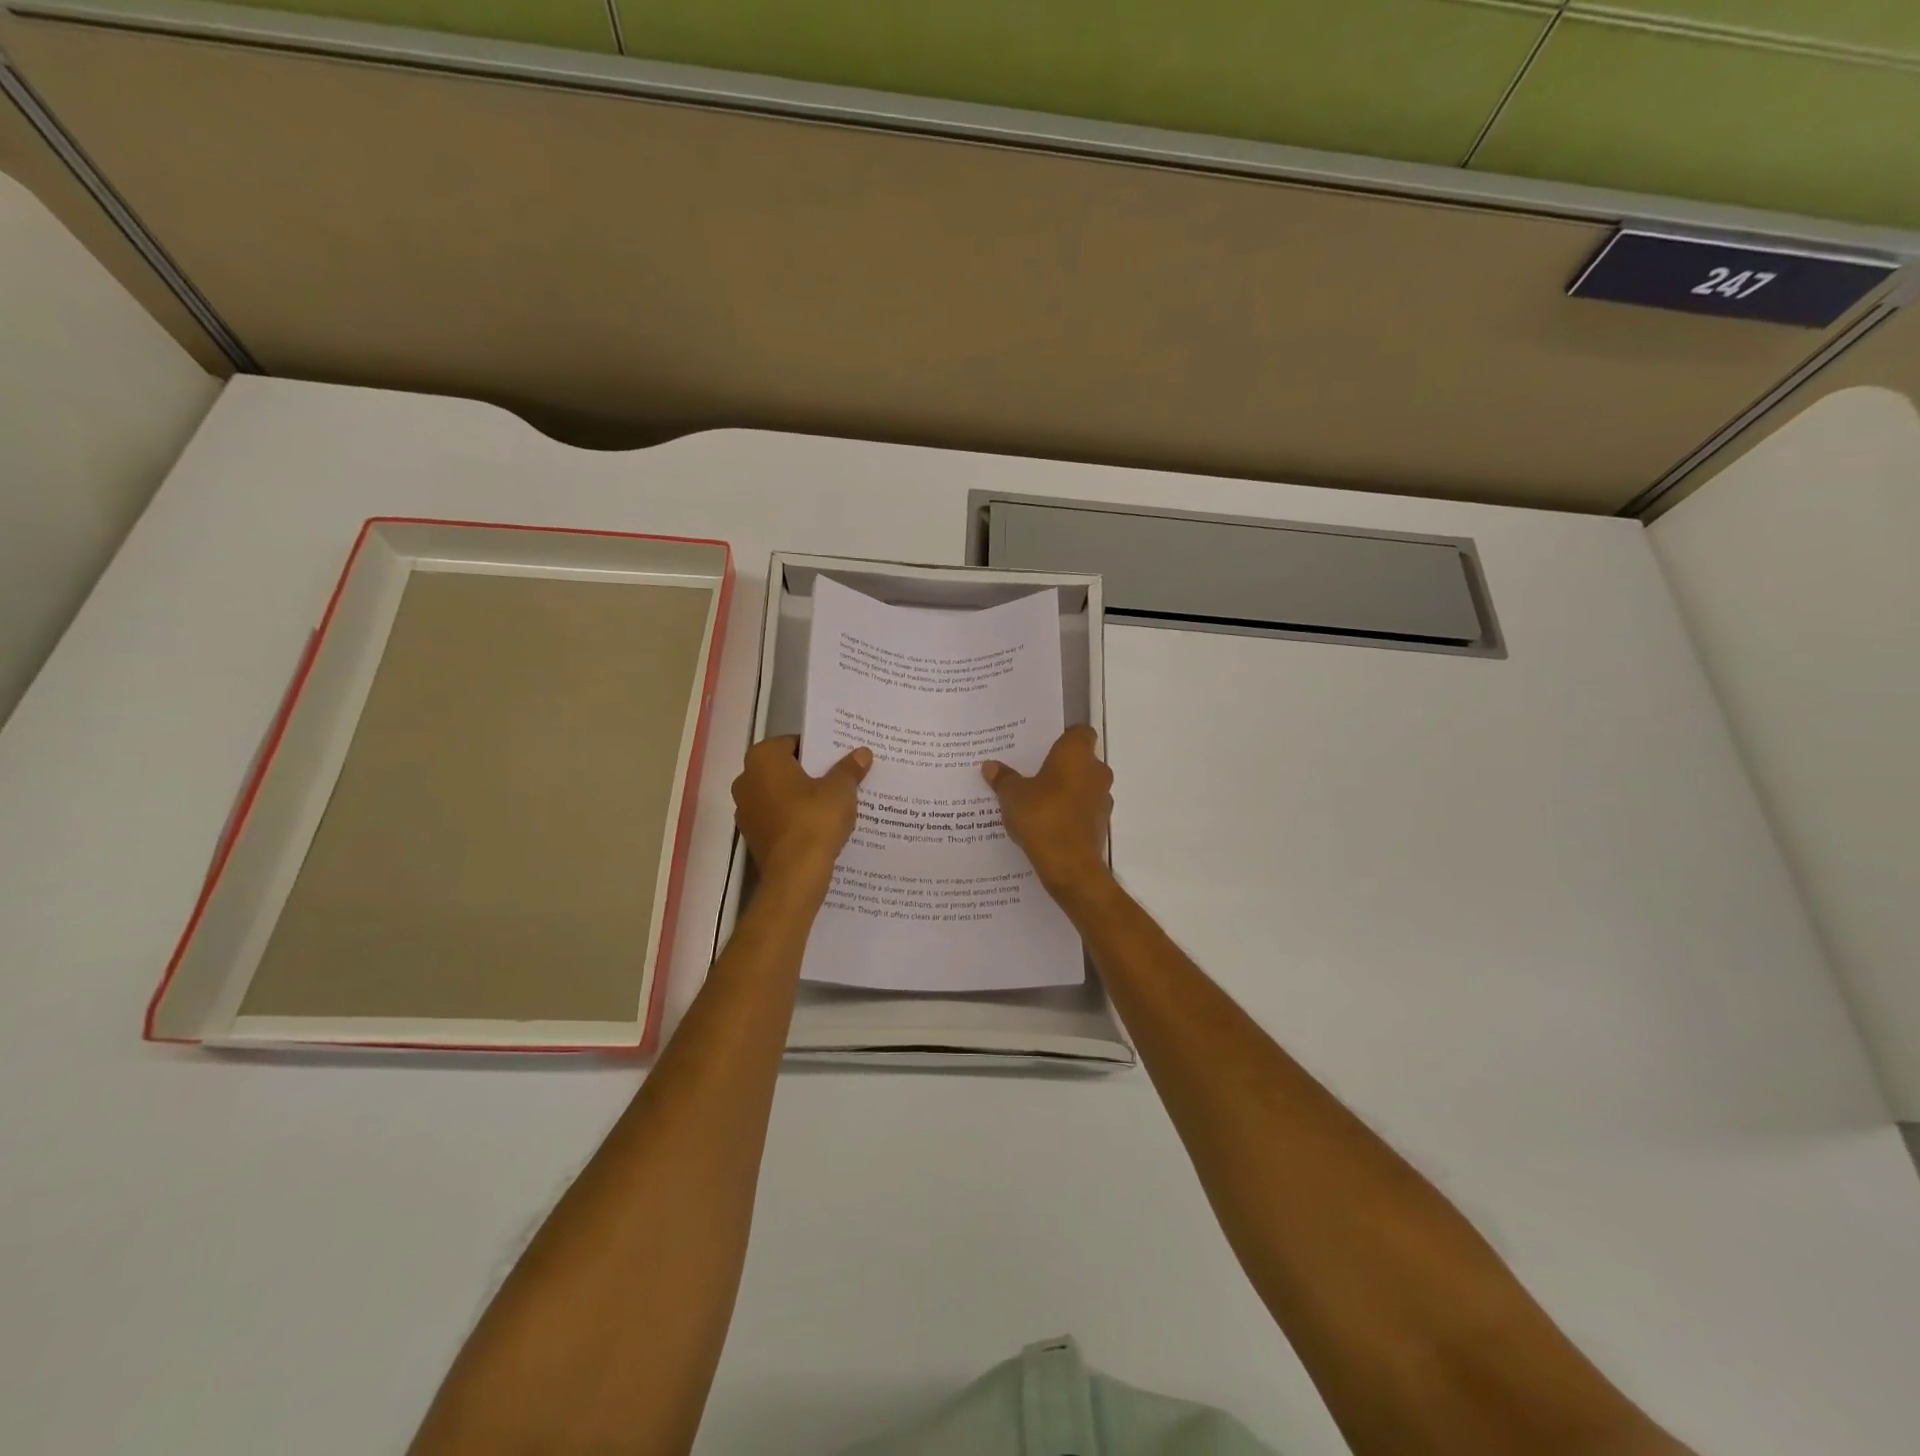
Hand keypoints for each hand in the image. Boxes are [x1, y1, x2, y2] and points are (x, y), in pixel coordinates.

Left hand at [733, 736, 871, 887]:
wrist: (795, 875)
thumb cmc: (814, 820)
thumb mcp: (840, 790)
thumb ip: (849, 768)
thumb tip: (862, 752)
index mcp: (762, 759)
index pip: (793, 742)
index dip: (818, 748)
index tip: (838, 757)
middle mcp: (746, 779)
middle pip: (784, 768)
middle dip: (809, 772)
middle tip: (840, 776)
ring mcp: (745, 810)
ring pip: (780, 794)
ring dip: (801, 796)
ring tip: (833, 802)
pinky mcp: (752, 836)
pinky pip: (777, 818)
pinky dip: (794, 818)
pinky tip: (820, 825)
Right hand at [981, 724, 1113, 896]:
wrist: (1070, 865)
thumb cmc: (1042, 816)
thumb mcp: (1012, 795)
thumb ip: (1003, 778)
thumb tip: (990, 766)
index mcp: (1077, 754)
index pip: (1079, 732)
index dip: (1063, 736)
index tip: (1043, 746)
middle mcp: (1096, 771)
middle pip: (1081, 759)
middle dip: (1061, 765)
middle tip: (1033, 772)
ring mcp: (1102, 799)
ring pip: (1083, 785)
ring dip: (1066, 790)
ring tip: (1036, 799)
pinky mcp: (1101, 824)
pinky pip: (1083, 809)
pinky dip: (1069, 812)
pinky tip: (1046, 822)